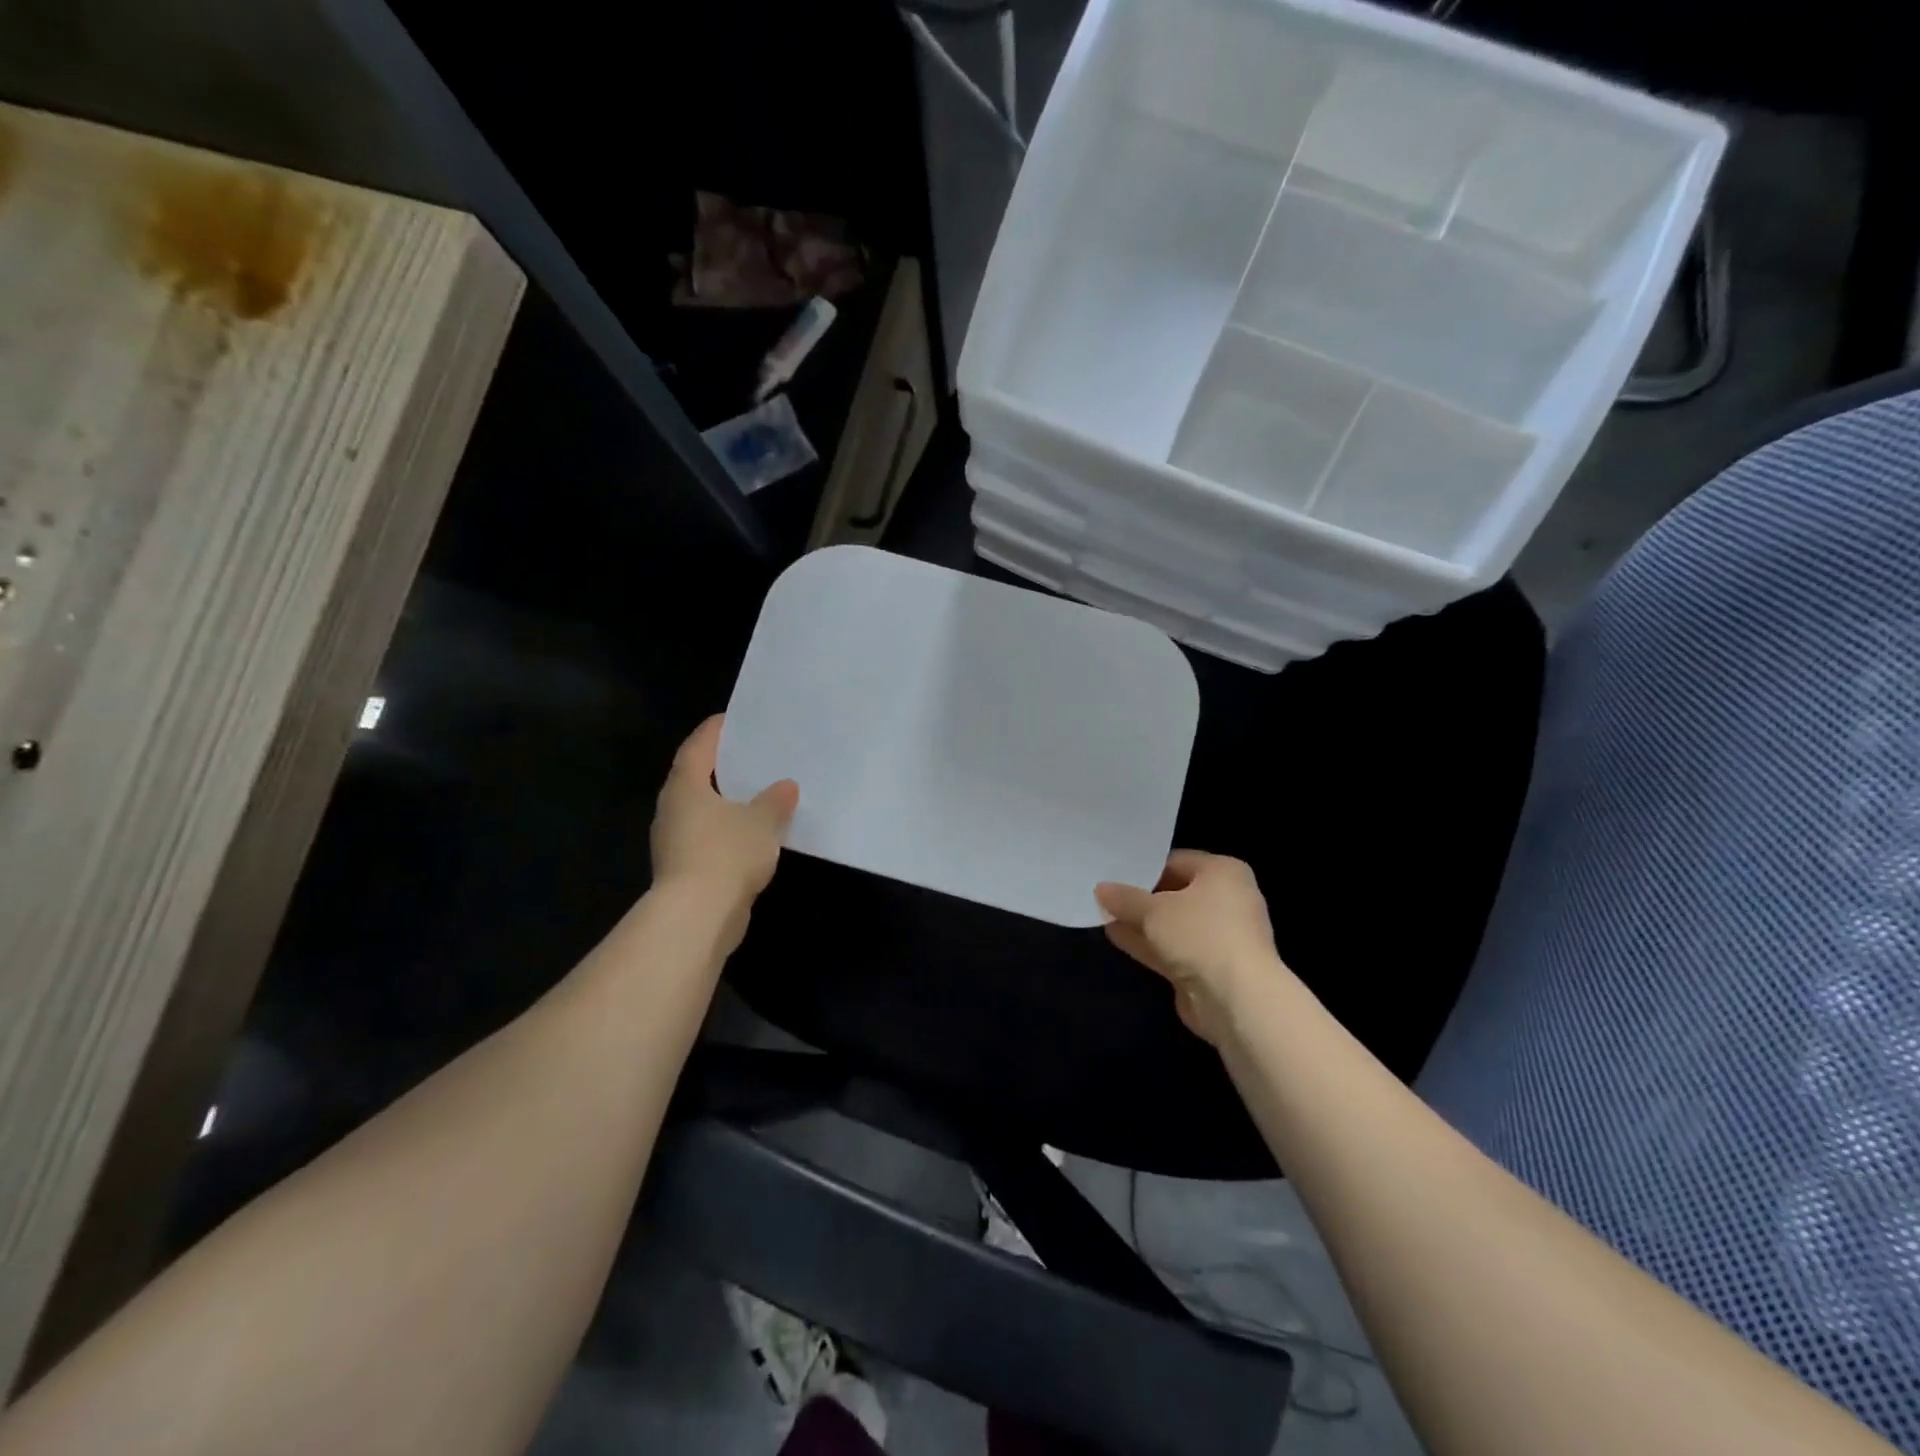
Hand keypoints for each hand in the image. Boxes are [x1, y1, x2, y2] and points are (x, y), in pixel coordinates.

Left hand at [651, 716, 797, 916]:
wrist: (697, 917)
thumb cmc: (726, 854)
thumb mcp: (762, 821)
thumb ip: (774, 801)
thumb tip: (785, 786)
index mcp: (686, 786)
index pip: (698, 747)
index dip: (715, 731)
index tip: (734, 719)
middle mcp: (673, 809)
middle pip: (696, 777)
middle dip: (722, 767)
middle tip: (752, 755)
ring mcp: (674, 841)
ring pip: (702, 811)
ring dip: (726, 802)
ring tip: (759, 794)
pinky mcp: (684, 869)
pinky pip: (708, 838)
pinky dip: (728, 831)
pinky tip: (753, 834)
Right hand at [1095, 852, 1282, 1045]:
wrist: (1237, 999)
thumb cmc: (1200, 935)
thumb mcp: (1154, 910)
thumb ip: (1125, 898)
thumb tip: (1101, 889)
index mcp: (1224, 873)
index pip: (1177, 861)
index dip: (1144, 867)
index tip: (1112, 871)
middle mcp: (1227, 900)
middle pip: (1175, 893)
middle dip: (1140, 897)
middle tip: (1103, 892)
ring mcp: (1219, 937)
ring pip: (1172, 924)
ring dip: (1140, 922)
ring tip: (1102, 914)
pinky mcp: (1209, 967)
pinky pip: (1173, 948)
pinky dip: (1148, 943)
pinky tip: (1115, 936)